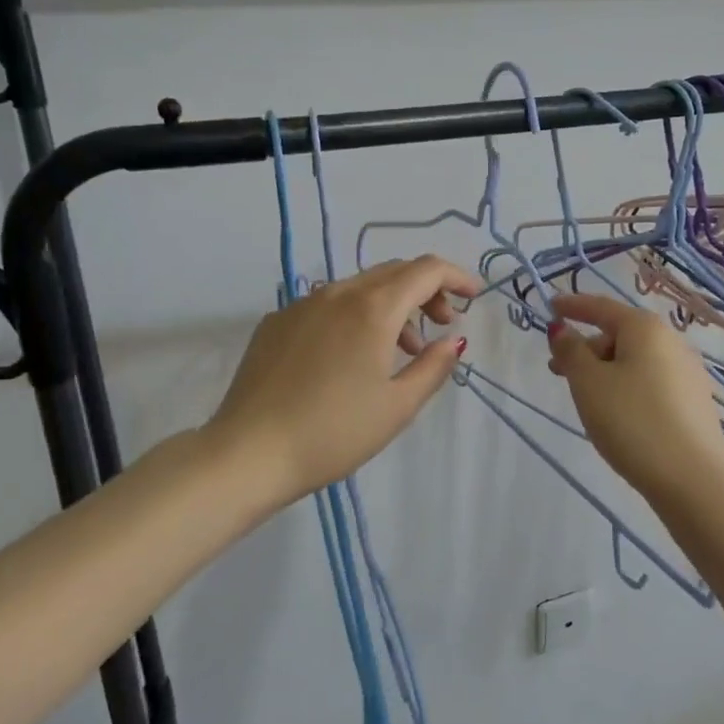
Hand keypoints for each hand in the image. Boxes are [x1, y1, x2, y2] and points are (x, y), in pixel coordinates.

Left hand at [206, 256, 480, 503]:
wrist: (248, 453)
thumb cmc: (334, 432)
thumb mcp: (397, 406)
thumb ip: (433, 367)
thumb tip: (452, 340)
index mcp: (372, 308)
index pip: (425, 270)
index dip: (456, 276)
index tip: (474, 296)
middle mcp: (336, 293)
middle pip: (393, 272)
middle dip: (425, 291)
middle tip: (442, 323)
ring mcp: (301, 305)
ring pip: (359, 287)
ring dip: (390, 306)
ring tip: (401, 350)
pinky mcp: (275, 323)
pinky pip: (327, 305)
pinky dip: (354, 316)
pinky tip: (350, 356)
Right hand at [547, 293, 723, 502]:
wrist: (693, 478)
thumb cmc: (632, 420)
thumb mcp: (588, 383)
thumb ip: (570, 352)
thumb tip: (562, 329)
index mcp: (645, 328)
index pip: (601, 307)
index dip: (572, 306)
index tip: (550, 306)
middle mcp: (671, 342)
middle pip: (619, 334)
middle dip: (586, 347)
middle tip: (558, 369)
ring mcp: (687, 372)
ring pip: (635, 360)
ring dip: (605, 370)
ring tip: (585, 398)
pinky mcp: (693, 402)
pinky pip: (650, 381)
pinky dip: (626, 386)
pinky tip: (616, 413)